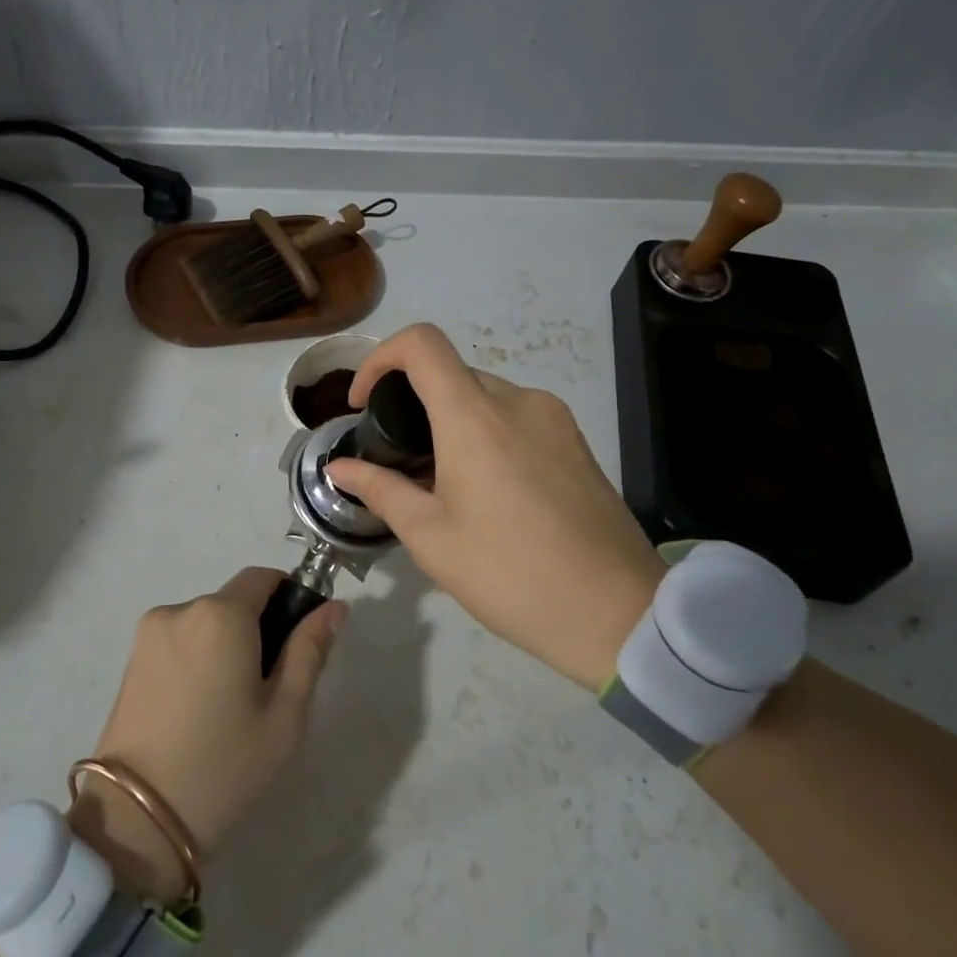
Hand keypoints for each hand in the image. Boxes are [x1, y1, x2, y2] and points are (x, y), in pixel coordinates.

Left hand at [72, 567, 345, 900]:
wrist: (136, 820)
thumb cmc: (224, 765)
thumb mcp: (285, 714)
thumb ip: (310, 651)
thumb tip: (334, 607)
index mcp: (221, 614)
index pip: (263, 577)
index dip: (289, 597)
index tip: (299, 640)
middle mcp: (181, 609)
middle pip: (234, 601)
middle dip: (257, 629)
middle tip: (267, 689)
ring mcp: (150, 633)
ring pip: (207, 622)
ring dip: (225, 645)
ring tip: (229, 706)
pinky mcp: (131, 659)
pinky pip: (180, 640)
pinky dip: (198, 658)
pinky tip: (199, 708)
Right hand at [323, 324, 665, 690]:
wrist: (616, 613)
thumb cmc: (509, 574)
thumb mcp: (430, 537)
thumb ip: (380, 489)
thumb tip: (340, 467)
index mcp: (474, 416)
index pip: (421, 343)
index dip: (379, 359)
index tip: (364, 404)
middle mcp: (518, 400)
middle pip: (451, 373)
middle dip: (414, 404)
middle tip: (401, 463)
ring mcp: (554, 418)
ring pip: (485, 397)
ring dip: (452, 422)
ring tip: (444, 483)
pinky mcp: (576, 441)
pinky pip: (518, 418)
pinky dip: (488, 434)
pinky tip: (490, 491)